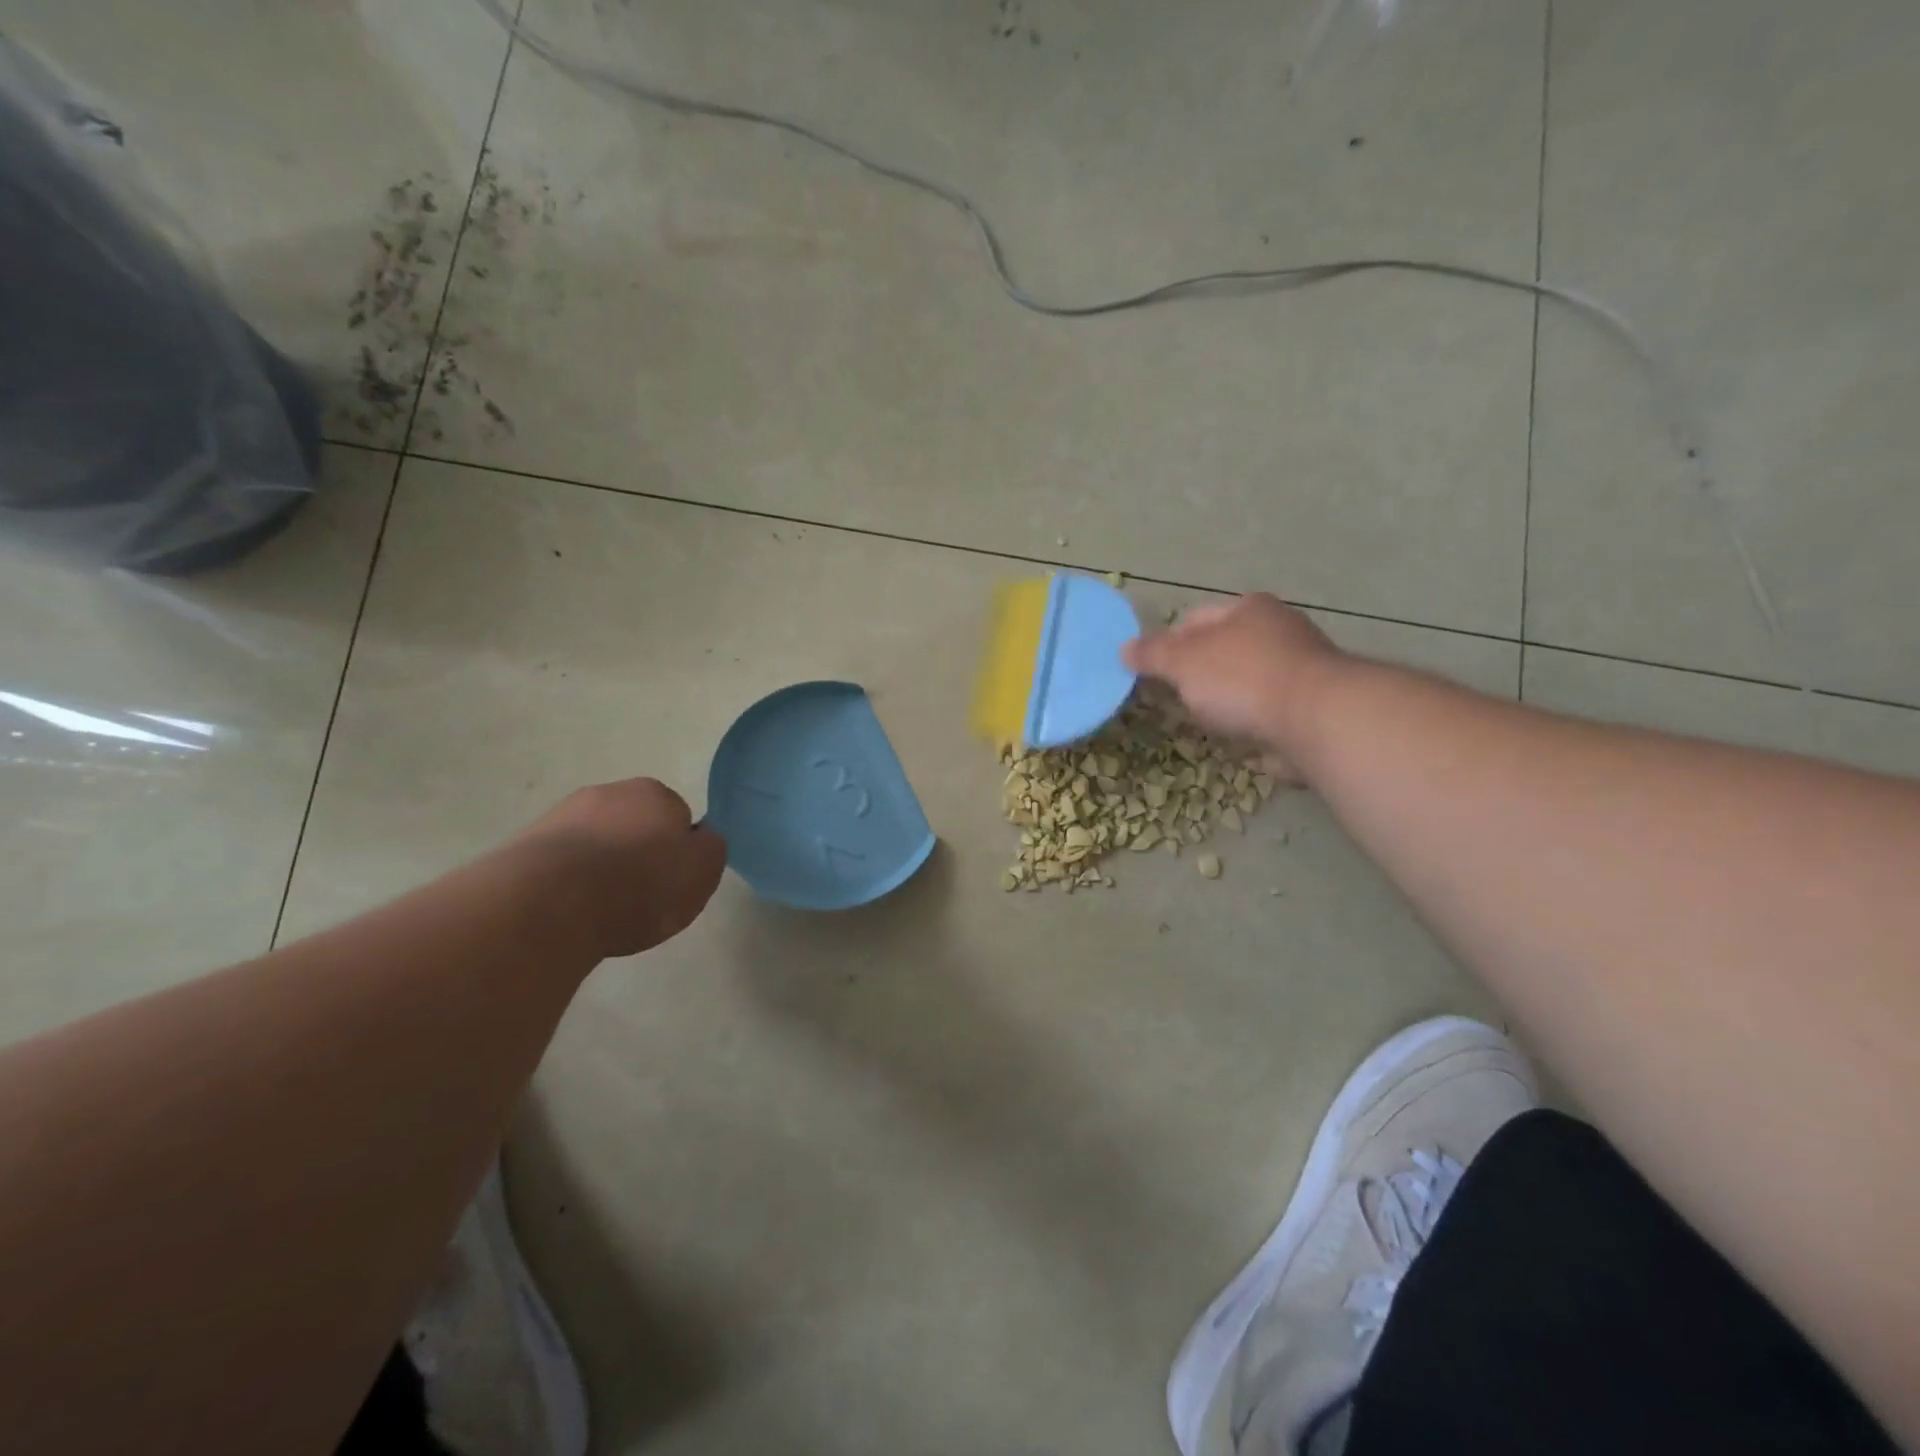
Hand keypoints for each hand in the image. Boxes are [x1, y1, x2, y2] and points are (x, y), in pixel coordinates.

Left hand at [513, 778, 727, 959]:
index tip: (672, 880)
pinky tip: (569, 912)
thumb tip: (701, 839)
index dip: (678, 849)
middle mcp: (607, 792)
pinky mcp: (523, 847)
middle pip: (632, 824)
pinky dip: (567, 883)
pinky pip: (559, 864)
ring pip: (594, 842)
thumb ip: (710, 849)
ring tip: (601, 911)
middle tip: (639, 896)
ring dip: (599, 867)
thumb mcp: (703, 871)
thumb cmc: (641, 884)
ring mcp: (560, 816)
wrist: (551, 903)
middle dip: (636, 852)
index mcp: (654, 793)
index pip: (677, 816)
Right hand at [1122, 594, 1342, 776]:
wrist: (1315, 720)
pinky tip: (1237, 740)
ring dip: (1225, 701)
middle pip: (1223, 650)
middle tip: (1174, 699)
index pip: (1195, 618)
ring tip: (1204, 723)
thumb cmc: (1242, 678)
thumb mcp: (1183, 661)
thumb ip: (1152, 654)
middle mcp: (1279, 631)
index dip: (1168, 642)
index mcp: (1249, 608)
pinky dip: (1251, 723)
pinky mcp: (1311, 707)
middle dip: (1197, 674)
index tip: (1151, 672)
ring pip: (1245, 683)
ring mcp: (1299, 669)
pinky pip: (1267, 712)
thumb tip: (1124, 649)